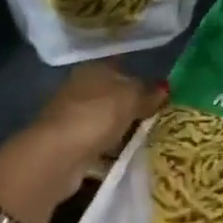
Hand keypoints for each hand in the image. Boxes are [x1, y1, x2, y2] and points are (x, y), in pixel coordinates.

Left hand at [0, 64, 164, 222]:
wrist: (58, 156)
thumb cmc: (96, 116)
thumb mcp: (130, 98)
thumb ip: (148, 93)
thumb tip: (165, 89)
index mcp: (93, 69)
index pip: (121, 66)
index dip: (142, 77)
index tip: (164, 91)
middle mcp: (80, 89)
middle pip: (114, 94)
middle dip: (135, 105)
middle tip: (164, 117)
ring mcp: (74, 118)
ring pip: (108, 120)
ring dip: (126, 129)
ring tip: (154, 138)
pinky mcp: (72, 145)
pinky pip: (102, 143)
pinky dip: (115, 149)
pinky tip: (133, 156)